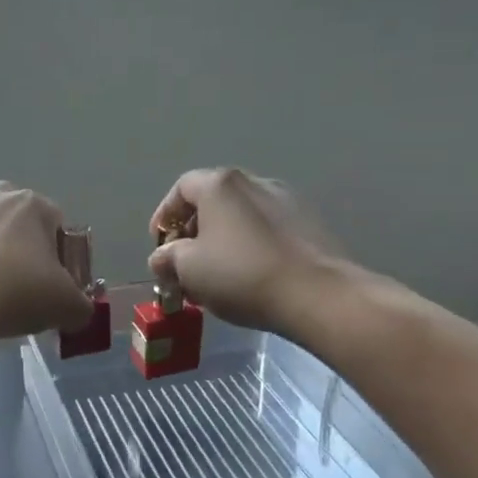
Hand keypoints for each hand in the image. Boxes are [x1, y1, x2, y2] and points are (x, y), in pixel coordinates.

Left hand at [0, 183, 95, 343]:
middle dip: (14, 233)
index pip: (55, 220)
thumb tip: (79, 311)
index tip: (50, 278)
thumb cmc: (17, 294)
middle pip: (10, 208)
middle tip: (13, 272)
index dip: (56, 250)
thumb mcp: (66, 306)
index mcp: (32, 206)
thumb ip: (81, 306)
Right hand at [148, 168, 341, 331]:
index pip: (181, 188)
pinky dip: (251, 247)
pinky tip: (250, 277)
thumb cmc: (241, 274)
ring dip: (222, 241)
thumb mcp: (188, 269)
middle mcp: (255, 182)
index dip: (164, 215)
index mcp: (220, 185)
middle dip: (193, 231)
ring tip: (217, 275)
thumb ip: (167, 258)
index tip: (160, 244)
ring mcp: (288, 201)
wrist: (318, 295)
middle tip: (185, 263)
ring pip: (241, 217)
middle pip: (213, 200)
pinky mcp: (311, 225)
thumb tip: (163, 258)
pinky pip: (268, 230)